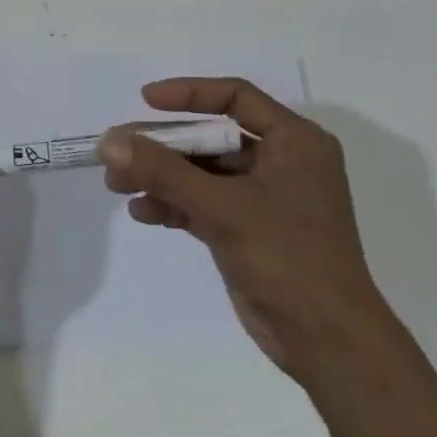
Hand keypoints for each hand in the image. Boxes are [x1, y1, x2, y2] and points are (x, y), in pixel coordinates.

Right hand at [99, 78, 387, 386]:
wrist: (327, 342)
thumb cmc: (287, 258)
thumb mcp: (223, 207)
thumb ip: (164, 171)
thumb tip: (109, 140)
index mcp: (295, 142)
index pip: (236, 97)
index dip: (189, 94)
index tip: (145, 101)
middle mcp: (282, 163)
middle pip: (212, 138)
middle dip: (163, 146)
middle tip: (118, 152)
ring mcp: (264, 199)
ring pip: (203, 173)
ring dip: (161, 177)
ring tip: (117, 184)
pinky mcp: (248, 231)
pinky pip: (204, 204)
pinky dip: (174, 205)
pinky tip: (142, 212)